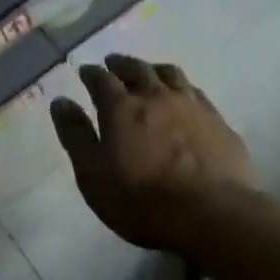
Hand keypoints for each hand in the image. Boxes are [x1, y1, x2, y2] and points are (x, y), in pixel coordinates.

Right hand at [50, 55, 257, 250]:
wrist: (212, 216)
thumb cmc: (141, 201)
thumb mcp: (93, 175)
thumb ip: (76, 135)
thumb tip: (61, 101)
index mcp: (121, 108)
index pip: (102, 79)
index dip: (91, 73)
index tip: (86, 72)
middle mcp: (156, 97)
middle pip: (137, 69)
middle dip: (122, 64)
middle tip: (113, 63)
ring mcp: (192, 106)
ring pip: (171, 75)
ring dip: (154, 70)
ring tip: (149, 73)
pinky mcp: (219, 122)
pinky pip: (196, 93)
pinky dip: (183, 89)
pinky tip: (184, 99)